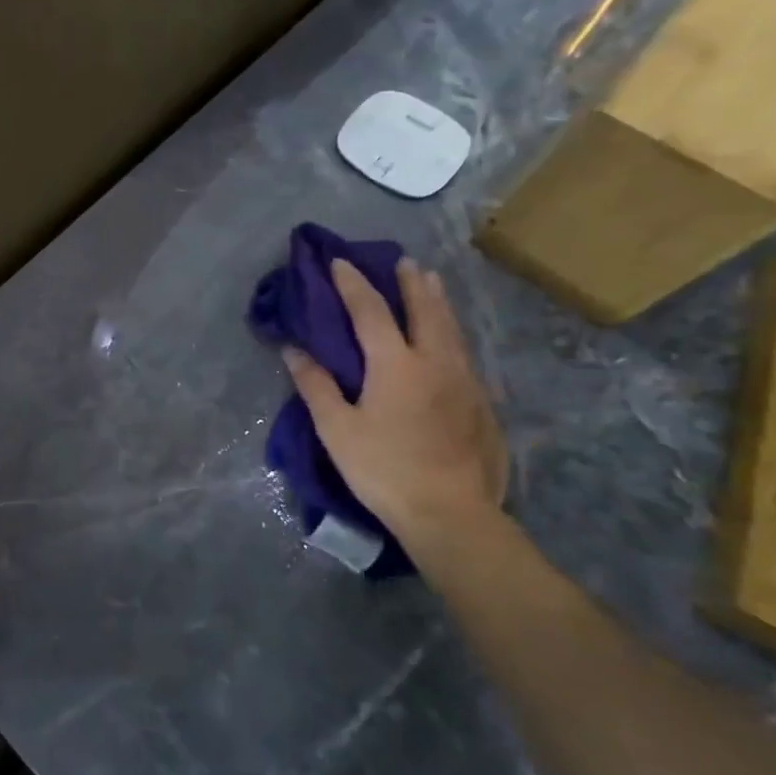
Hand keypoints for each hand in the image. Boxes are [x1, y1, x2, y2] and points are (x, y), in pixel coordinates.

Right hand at [282, 258, 507, 549]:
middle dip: (411, 283)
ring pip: (452, 329)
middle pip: (425, 310)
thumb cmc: (384, 469)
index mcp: (396, 364)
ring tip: (432, 283)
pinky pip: (464, 353)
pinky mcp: (482, 404)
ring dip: (438, 301)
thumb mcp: (337, 429)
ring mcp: (465, 382)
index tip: (340, 262)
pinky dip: (452, 333)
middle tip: (403, 261)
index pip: (371, 311)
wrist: (451, 513)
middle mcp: (435, 362)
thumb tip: (293, 350)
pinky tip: (449, 340)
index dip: (353, 284)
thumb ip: (316, 385)